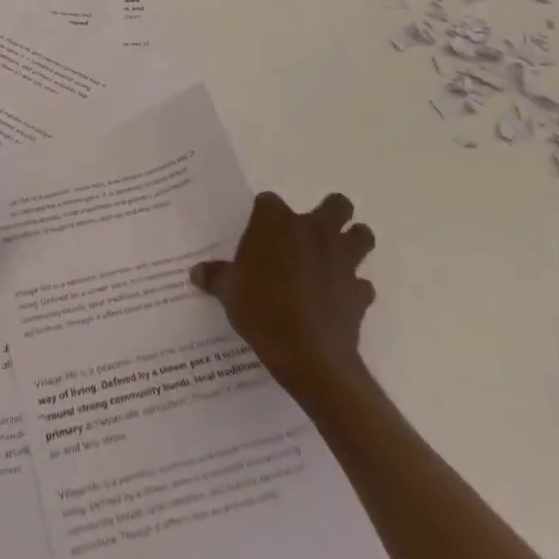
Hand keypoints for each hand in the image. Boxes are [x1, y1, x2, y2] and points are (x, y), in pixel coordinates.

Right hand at [190, 191, 375, 398]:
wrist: (309, 357)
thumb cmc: (262, 311)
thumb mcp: (229, 293)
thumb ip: (215, 277)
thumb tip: (196, 273)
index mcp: (277, 223)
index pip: (269, 201)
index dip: (265, 215)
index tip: (259, 233)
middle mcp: (314, 231)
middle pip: (336, 205)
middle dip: (331, 213)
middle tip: (312, 234)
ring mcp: (342, 260)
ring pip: (362, 235)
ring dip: (352, 242)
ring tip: (335, 259)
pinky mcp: (360, 292)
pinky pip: (362, 284)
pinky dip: (354, 289)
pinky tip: (338, 301)